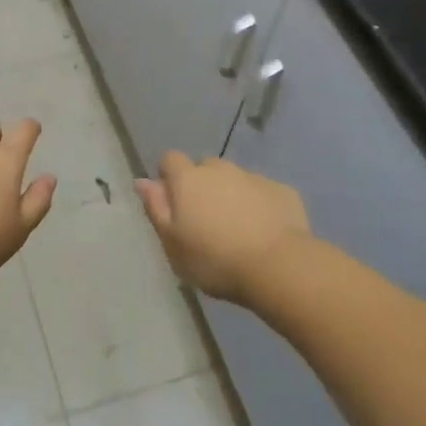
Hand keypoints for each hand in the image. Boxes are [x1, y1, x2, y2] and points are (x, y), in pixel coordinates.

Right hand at [135, 152, 313, 302]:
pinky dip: (260, 205)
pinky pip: (263, 193)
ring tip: (238, 229)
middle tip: (206, 220)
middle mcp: (220, 169)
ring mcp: (254, 177)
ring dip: (232, 195)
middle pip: (205, 168)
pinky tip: (265, 232)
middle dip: (203, 186)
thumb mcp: (173, 243)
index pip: (170, 159)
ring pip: (235, 179)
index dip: (169, 177)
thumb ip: (156, 208)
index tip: (174, 204)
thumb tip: (142, 181)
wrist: (278, 266)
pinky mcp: (283, 191)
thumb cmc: (214, 259)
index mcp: (188, 179)